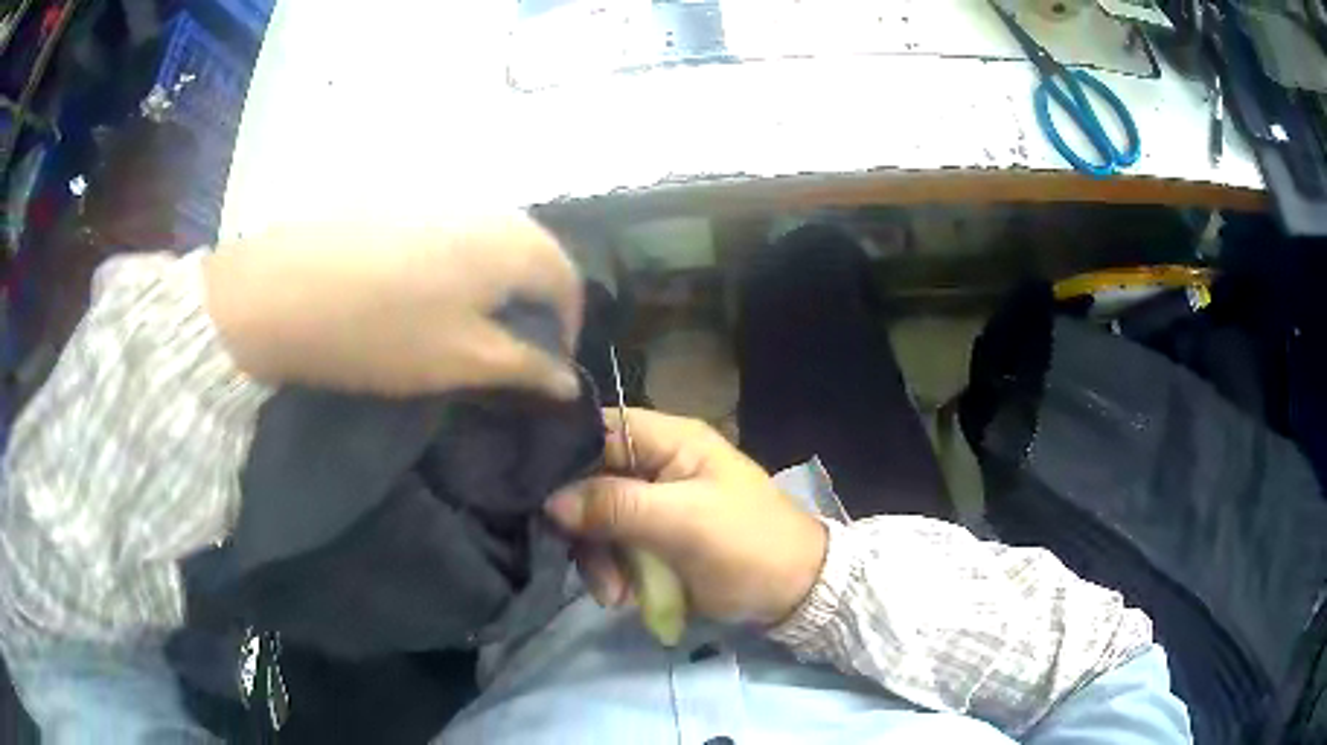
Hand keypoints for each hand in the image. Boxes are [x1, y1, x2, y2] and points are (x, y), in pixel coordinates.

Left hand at [204, 215, 583, 397]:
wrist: (278, 291)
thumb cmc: (381, 332)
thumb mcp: (462, 360)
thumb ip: (526, 367)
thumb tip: (570, 380)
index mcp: (512, 242)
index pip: (569, 282)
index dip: (567, 329)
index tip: (544, 368)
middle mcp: (486, 206)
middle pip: (531, 254)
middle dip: (530, 304)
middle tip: (504, 349)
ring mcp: (439, 197)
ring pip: (489, 241)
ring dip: (491, 284)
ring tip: (460, 324)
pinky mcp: (398, 200)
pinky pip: (449, 232)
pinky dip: (454, 265)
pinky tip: (418, 293)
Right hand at [547, 408, 827, 625]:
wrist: (794, 593)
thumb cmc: (747, 546)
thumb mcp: (684, 523)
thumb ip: (616, 506)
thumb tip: (550, 501)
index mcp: (671, 441)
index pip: (599, 430)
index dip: (566, 459)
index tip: (541, 499)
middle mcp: (657, 465)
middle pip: (592, 482)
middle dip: (586, 529)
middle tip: (594, 571)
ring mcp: (655, 504)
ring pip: (599, 521)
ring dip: (600, 560)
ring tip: (616, 596)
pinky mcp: (655, 539)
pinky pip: (616, 548)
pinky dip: (614, 574)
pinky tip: (626, 598)